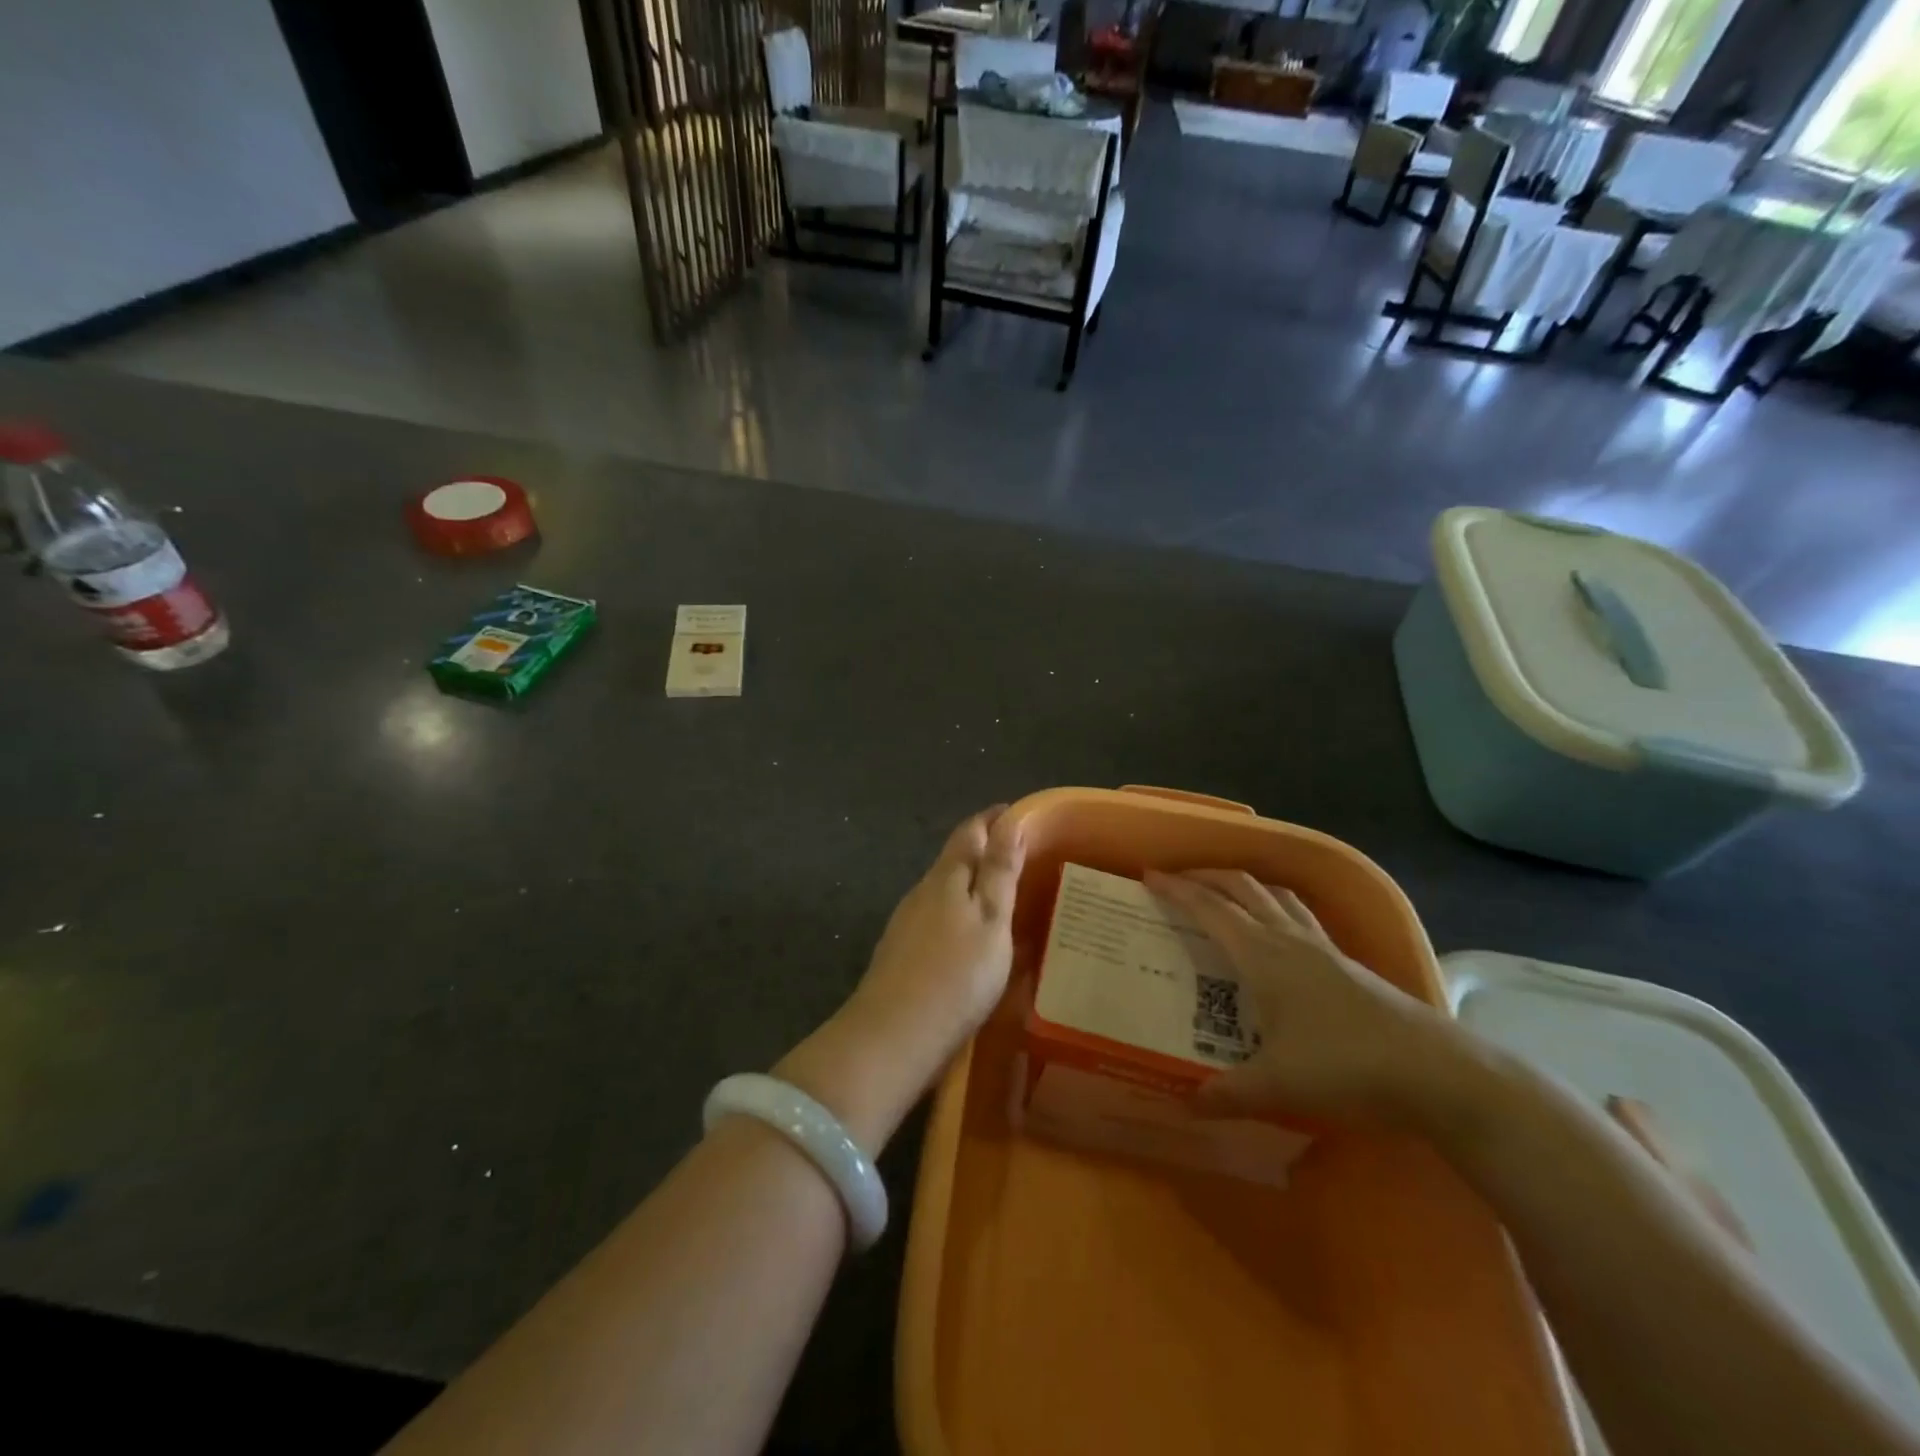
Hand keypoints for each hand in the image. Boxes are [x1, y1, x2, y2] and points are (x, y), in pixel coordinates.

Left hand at [777, 807, 1024, 1151]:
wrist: (892, 1037)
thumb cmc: (955, 976)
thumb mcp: (991, 920)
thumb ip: (999, 871)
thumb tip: (1010, 821)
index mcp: (946, 877)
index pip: (971, 831)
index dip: (995, 819)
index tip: (1021, 815)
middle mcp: (922, 892)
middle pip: (955, 859)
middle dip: (985, 851)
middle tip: (1022, 858)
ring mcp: (906, 923)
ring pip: (944, 891)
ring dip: (972, 886)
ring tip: (1005, 898)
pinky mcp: (901, 953)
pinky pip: (937, 919)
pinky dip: (960, 915)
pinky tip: (972, 938)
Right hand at [1144, 870, 1459, 1127]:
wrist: (1435, 1073)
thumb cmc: (1346, 1067)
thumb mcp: (1276, 1086)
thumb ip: (1226, 1093)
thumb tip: (1185, 1102)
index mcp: (1263, 956)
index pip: (1211, 909)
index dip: (1178, 890)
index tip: (1149, 876)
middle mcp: (1290, 939)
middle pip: (1243, 888)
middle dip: (1207, 877)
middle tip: (1178, 880)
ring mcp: (1323, 947)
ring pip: (1276, 896)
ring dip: (1244, 885)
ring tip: (1224, 893)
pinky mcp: (1346, 962)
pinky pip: (1300, 916)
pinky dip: (1275, 906)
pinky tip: (1277, 932)